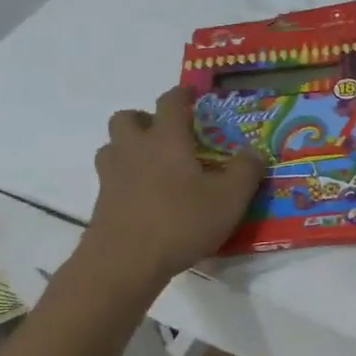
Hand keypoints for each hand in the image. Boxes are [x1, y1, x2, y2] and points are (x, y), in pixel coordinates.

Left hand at [85, 87, 266, 283]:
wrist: (124, 263)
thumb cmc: (180, 221)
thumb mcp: (229, 199)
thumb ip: (245, 171)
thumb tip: (254, 152)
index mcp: (166, 139)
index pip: (170, 102)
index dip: (181, 94)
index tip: (191, 93)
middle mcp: (134, 149)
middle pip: (127, 118)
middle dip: (144, 119)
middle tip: (165, 134)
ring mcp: (112, 176)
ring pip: (112, 147)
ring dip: (128, 147)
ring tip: (152, 165)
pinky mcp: (101, 203)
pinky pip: (110, 178)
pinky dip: (124, 179)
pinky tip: (145, 198)